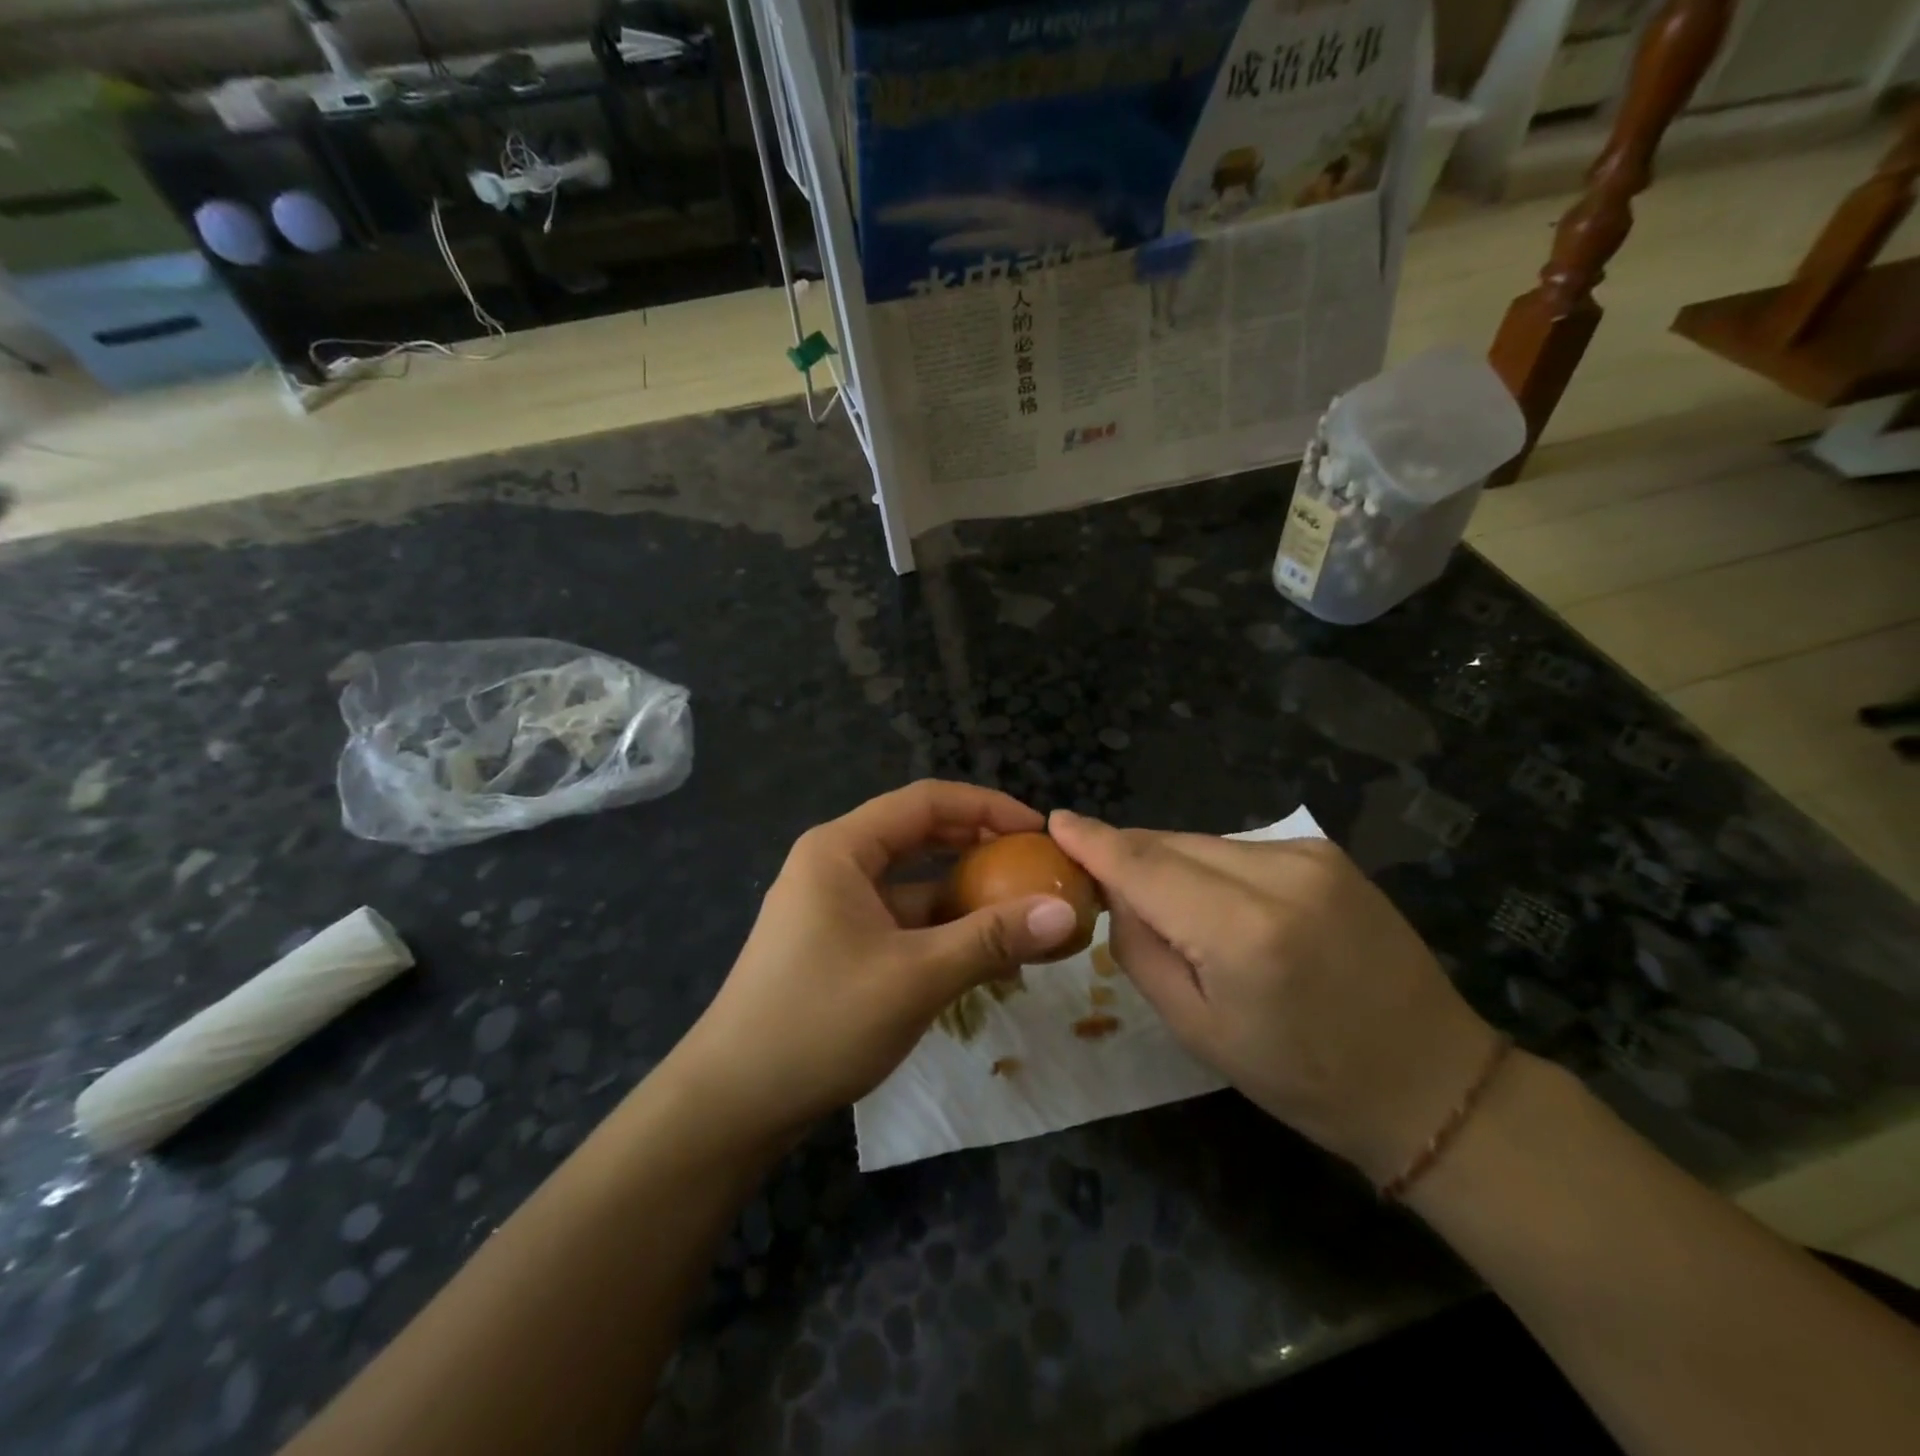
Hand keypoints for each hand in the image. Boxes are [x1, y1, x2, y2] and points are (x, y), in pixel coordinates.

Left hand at [671, 781, 1083, 1142]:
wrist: (733, 1102)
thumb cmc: (820, 1022)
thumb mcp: (915, 976)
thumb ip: (991, 938)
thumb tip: (1065, 911)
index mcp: (841, 849)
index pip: (925, 801)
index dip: (987, 807)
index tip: (1038, 831)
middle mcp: (835, 864)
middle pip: (918, 835)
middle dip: (979, 846)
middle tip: (1035, 865)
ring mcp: (834, 906)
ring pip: (912, 882)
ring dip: (964, 893)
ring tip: (1022, 911)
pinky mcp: (838, 943)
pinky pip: (900, 919)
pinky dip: (941, 928)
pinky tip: (983, 954)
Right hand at [1048, 809, 1499, 1183]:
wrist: (1429, 1079)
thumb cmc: (1301, 1076)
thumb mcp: (1195, 1028)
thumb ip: (1141, 948)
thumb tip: (1116, 892)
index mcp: (1242, 931)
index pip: (1144, 865)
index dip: (1094, 841)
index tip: (1056, 822)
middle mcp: (1278, 873)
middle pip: (1170, 843)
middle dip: (1128, 855)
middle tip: (1098, 879)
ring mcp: (1308, 855)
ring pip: (1201, 842)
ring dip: (1170, 863)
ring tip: (1170, 909)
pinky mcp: (1325, 852)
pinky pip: (1237, 848)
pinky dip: (1209, 866)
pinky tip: (1217, 904)